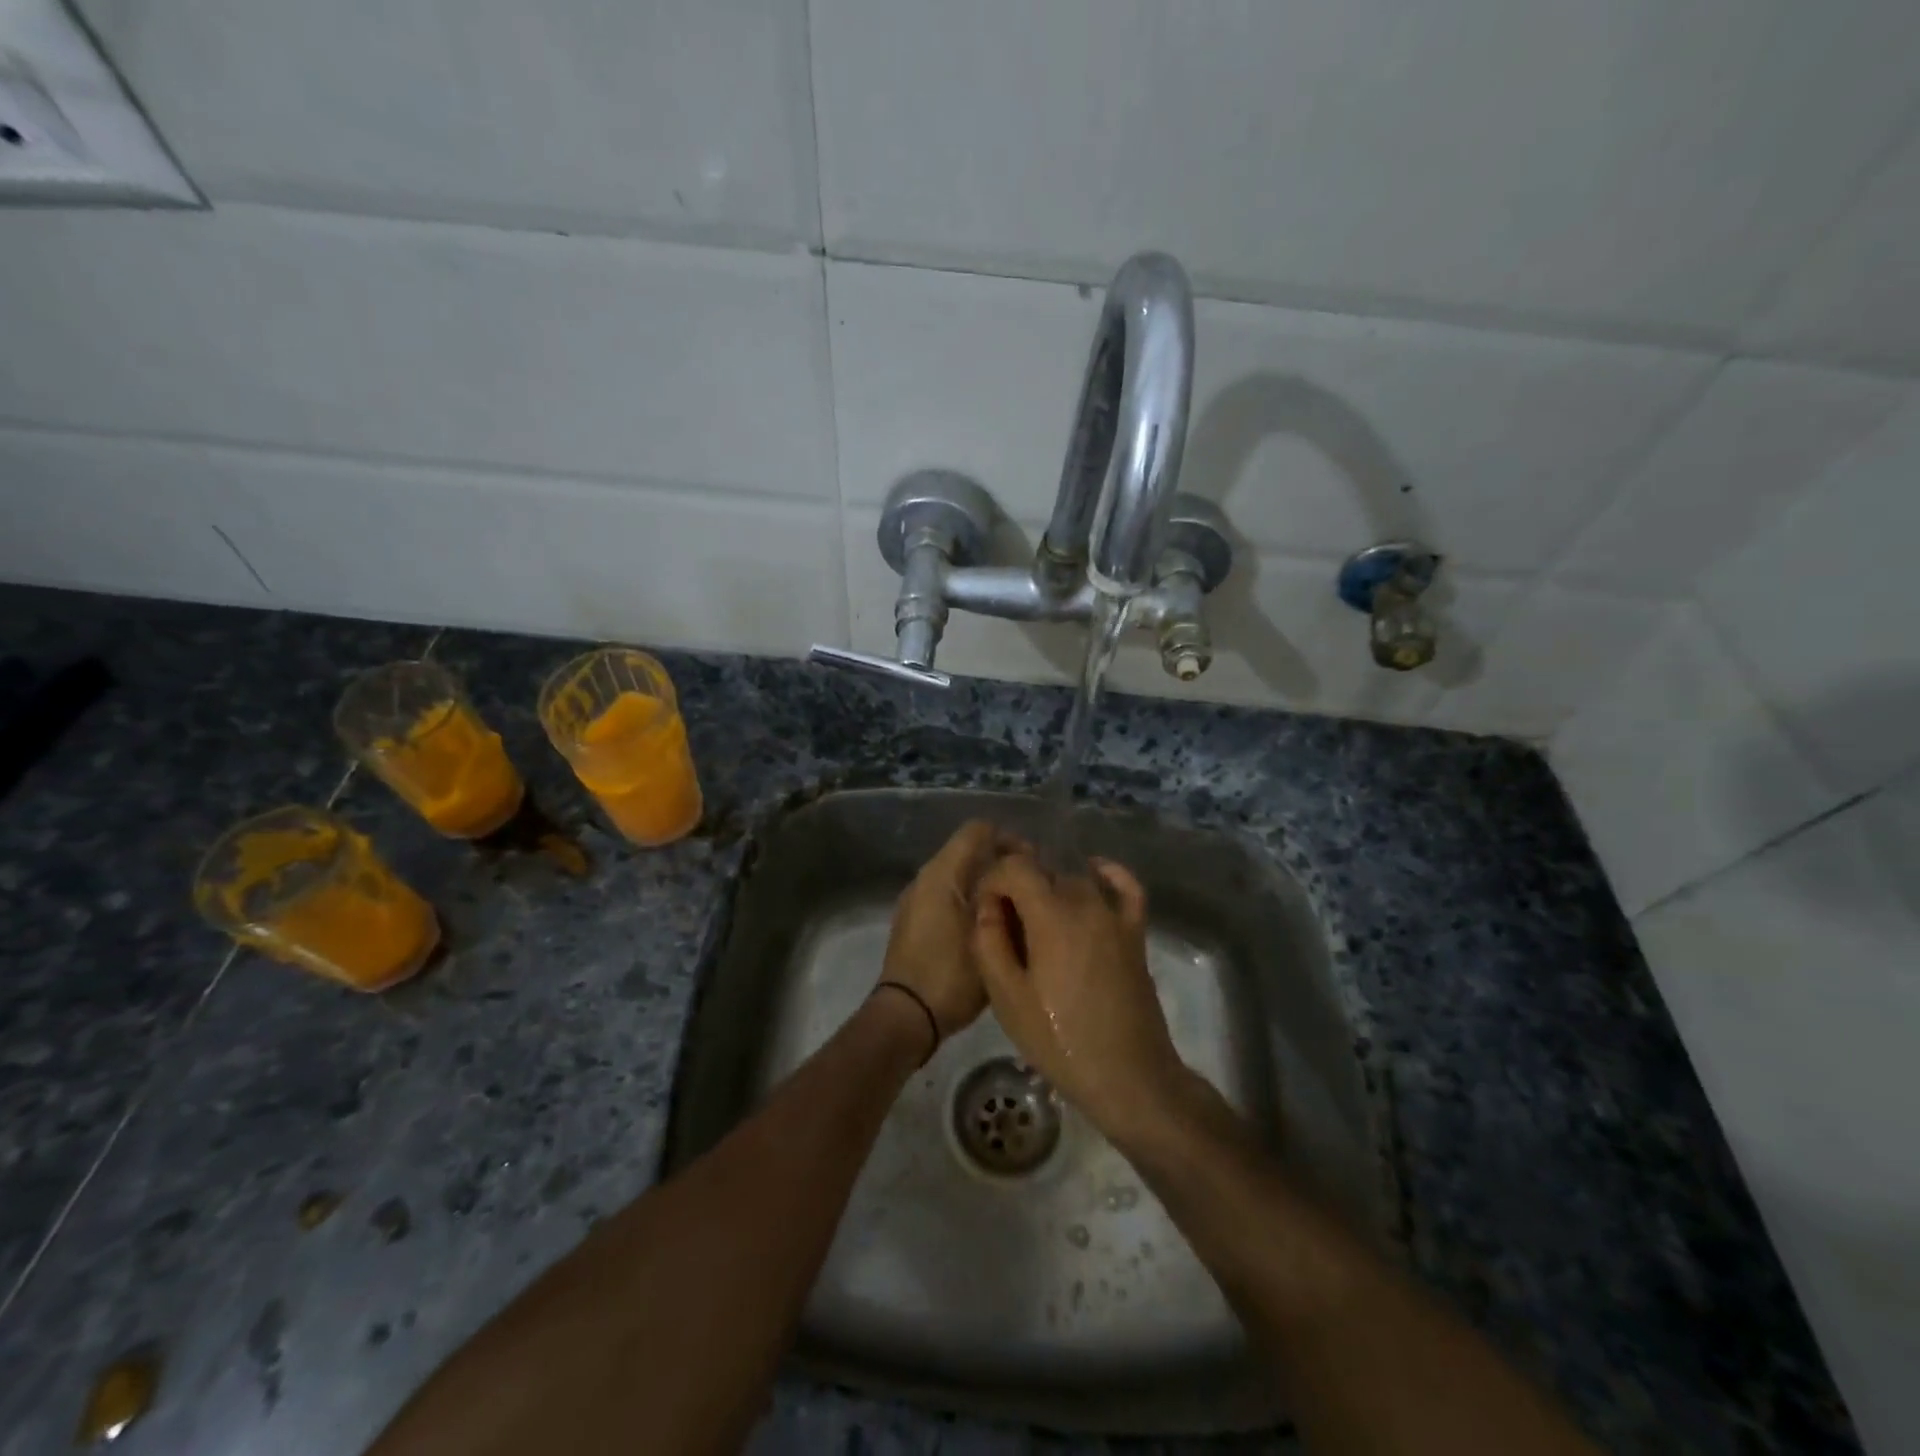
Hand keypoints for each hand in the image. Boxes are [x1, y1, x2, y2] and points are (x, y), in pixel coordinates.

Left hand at [879, 820, 1017, 1043]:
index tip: (1033, 866)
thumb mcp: (988, 934)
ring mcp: (916, 900)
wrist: (906, 1016)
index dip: (1009, 840)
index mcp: (942, 872)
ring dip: (987, 885)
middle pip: (969, 851)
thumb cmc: (951, 972)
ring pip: (959, 876)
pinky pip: (948, 897)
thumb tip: (1021, 877)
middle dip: (1001, 864)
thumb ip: (1006, 898)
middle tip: (1029, 891)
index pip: (979, 830)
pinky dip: (970, 902)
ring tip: (1015, 911)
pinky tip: (991, 929)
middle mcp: (925, 878)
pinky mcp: (914, 921)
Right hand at [971, 851, 1190, 1141]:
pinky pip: (1126, 888)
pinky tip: (1093, 873)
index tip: (984, 911)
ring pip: (1076, 879)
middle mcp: (1085, 903)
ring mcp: (1115, 917)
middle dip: (1018, 888)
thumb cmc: (1060, 1041)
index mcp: (1051, 917)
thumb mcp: (1007, 998)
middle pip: (1044, 873)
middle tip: (1004, 928)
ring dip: (1051, 890)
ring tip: (1036, 923)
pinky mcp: (1135, 933)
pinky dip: (1108, 874)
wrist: (1128, 1076)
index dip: (993, 881)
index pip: (1015, 867)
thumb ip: (989, 942)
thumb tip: (987, 906)